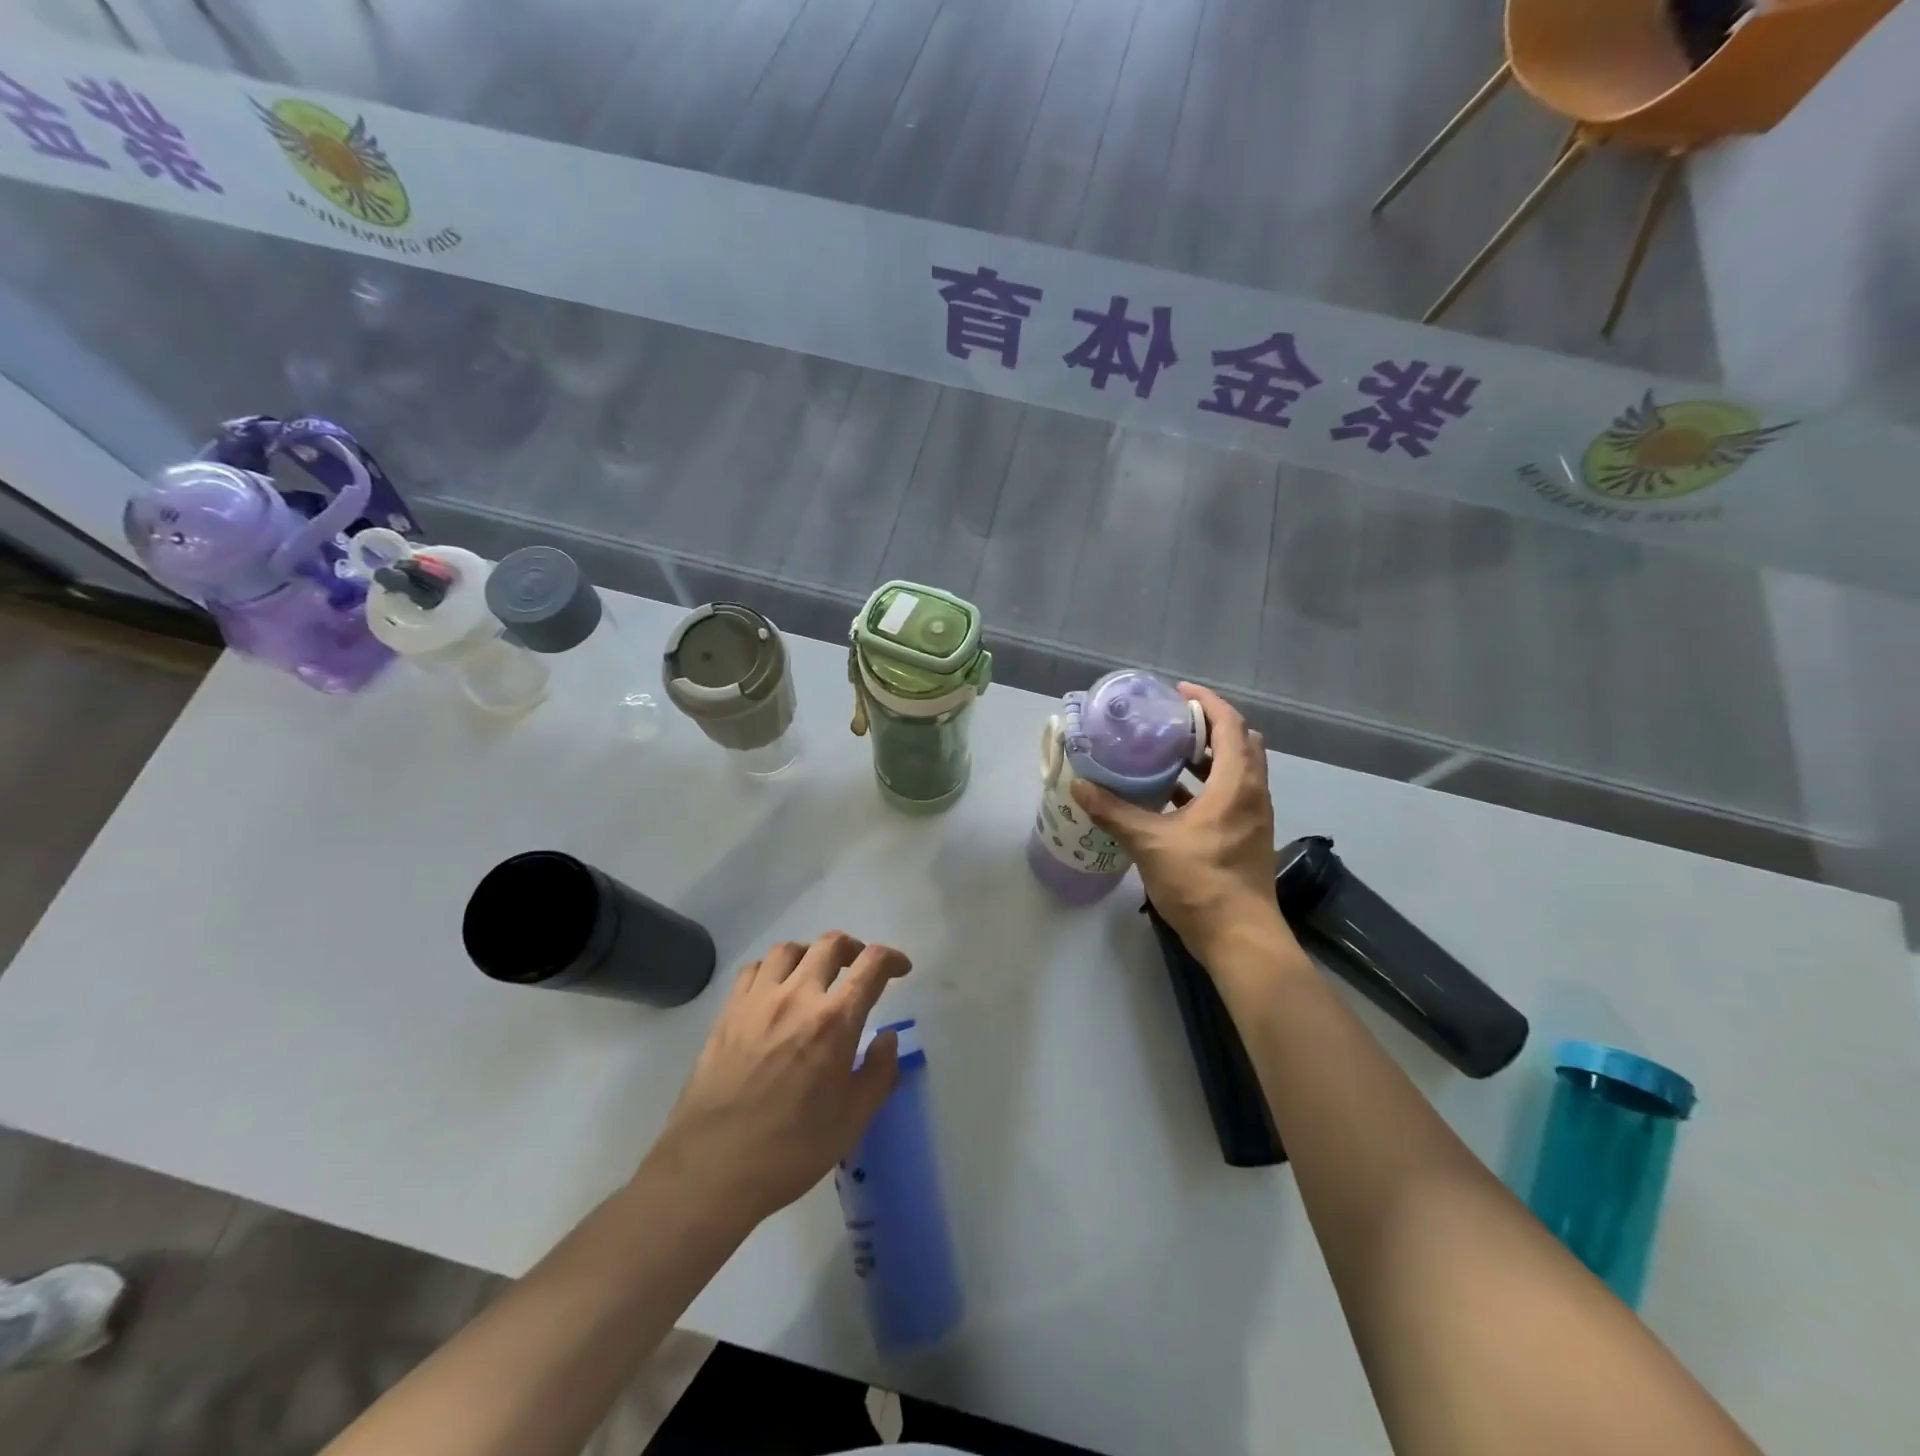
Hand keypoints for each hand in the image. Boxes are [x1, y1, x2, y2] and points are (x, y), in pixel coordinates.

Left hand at [646, 932, 910, 1225]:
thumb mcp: (852, 1120)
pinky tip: (776, 991)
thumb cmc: (790, 1150)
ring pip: (789, 949)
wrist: (710, 1169)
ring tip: (817, 974)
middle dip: (854, 948)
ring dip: (812, 954)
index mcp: (834, 1021)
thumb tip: (888, 1037)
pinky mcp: (728, 1012)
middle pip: (830, 944)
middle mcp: (797, 997)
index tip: (900, 969)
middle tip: (860, 968)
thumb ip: (879, 1072)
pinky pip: (754, 969)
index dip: (892, 958)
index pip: (871, 965)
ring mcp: (757, 1001)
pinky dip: (773, 969)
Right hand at [1072, 683, 1291, 960]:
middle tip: (1172, 722)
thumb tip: (1080, 787)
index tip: (1177, 692)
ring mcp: (1253, 817)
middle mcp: (1253, 794)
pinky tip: (1172, 795)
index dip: (1207, 703)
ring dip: (1208, 756)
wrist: (1239, 938)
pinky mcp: (1246, 837)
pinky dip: (1207, 784)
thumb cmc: (1201, 883)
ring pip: (1237, 770)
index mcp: (1237, 785)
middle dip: (1209, 726)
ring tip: (1168, 751)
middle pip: (1239, 743)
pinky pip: (1231, 794)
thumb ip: (1114, 812)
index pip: (1230, 726)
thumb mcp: (1150, 843)